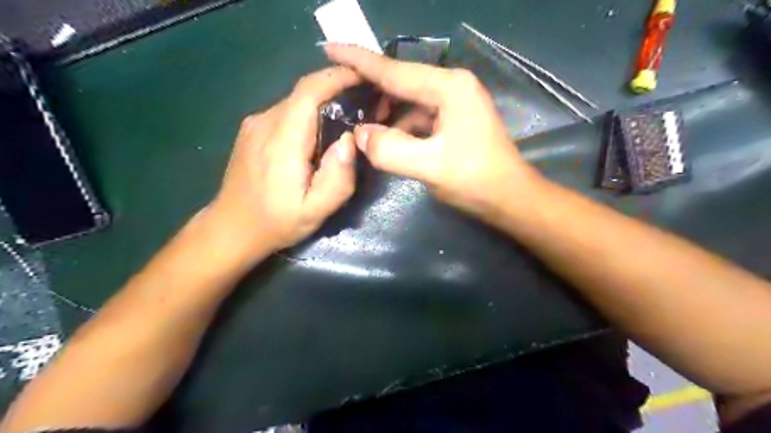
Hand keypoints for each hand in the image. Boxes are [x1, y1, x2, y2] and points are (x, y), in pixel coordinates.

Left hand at [204, 66, 361, 258]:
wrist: (231, 229)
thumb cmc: (276, 222)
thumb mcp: (316, 211)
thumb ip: (338, 177)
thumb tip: (350, 139)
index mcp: (282, 140)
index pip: (309, 91)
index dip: (338, 77)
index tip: (364, 76)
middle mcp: (265, 122)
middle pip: (305, 93)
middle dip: (336, 91)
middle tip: (365, 105)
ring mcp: (255, 124)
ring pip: (296, 102)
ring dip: (322, 105)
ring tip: (345, 122)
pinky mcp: (252, 130)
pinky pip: (286, 113)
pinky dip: (307, 115)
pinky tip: (317, 137)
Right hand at [322, 45, 537, 215]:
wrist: (509, 198)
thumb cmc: (474, 180)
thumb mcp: (429, 166)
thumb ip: (390, 149)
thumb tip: (361, 135)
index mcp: (449, 87)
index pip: (394, 71)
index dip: (359, 61)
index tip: (328, 47)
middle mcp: (452, 86)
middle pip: (401, 82)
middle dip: (371, 89)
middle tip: (341, 98)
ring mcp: (455, 102)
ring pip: (409, 100)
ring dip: (385, 111)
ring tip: (360, 125)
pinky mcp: (454, 119)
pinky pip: (418, 115)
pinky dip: (400, 124)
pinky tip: (387, 137)